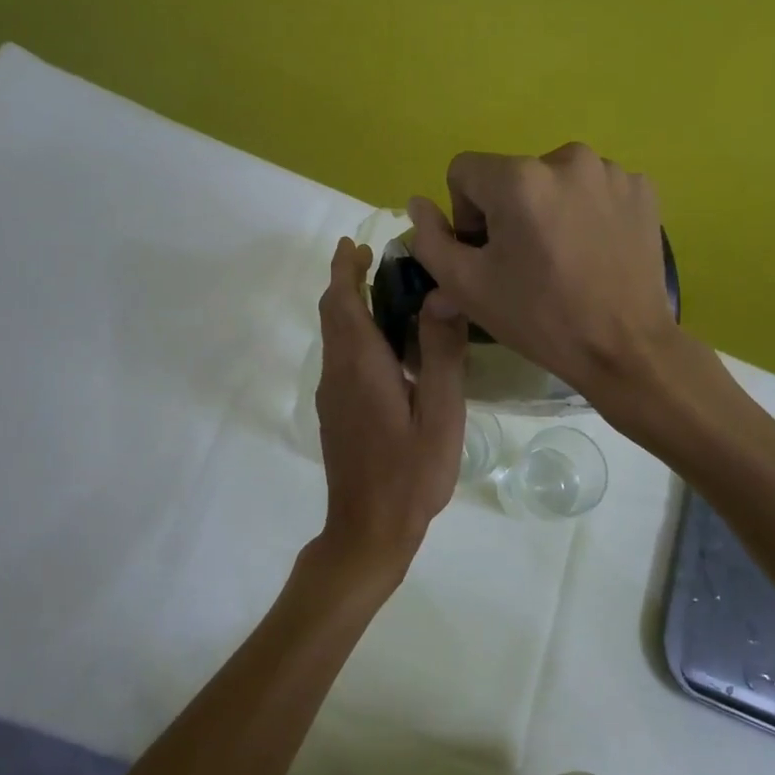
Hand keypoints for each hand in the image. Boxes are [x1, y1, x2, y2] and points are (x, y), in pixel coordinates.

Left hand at [307, 237, 467, 592]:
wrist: (368, 531)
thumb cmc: (411, 474)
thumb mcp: (440, 413)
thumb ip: (440, 353)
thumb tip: (441, 294)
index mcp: (361, 366)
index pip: (343, 301)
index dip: (345, 268)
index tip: (356, 243)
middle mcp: (338, 374)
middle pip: (333, 314)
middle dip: (345, 281)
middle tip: (373, 259)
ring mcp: (333, 396)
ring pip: (335, 337)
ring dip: (350, 307)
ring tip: (384, 292)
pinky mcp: (336, 414)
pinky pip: (341, 358)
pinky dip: (354, 334)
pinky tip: (385, 347)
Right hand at [406, 144, 679, 405]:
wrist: (625, 349)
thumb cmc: (540, 319)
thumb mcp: (467, 287)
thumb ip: (430, 240)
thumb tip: (417, 204)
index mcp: (519, 178)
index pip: (464, 172)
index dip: (465, 215)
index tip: (488, 254)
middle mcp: (567, 158)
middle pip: (512, 176)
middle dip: (508, 212)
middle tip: (526, 263)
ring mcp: (612, 172)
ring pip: (554, 181)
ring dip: (548, 210)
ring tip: (564, 258)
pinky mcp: (642, 189)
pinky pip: (595, 189)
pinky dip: (587, 212)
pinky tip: (595, 251)